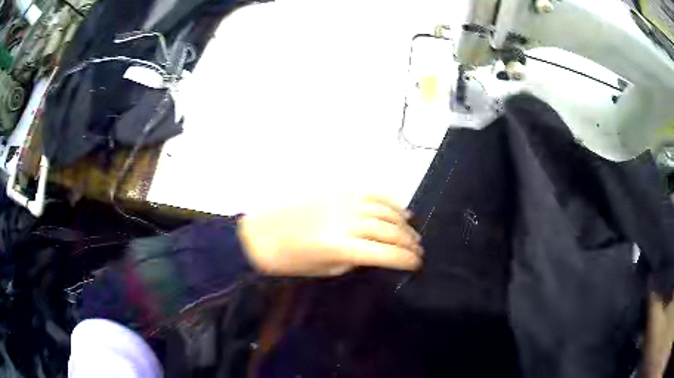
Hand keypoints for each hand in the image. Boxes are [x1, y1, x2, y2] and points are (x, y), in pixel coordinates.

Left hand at [237, 193, 422, 276]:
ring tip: (413, 231)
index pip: (386, 253)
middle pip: (389, 230)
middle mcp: (345, 221)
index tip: (417, 263)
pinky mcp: (336, 188)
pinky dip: (389, 201)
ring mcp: (341, 200)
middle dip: (409, 241)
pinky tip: (399, 210)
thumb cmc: (290, 260)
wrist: (260, 234)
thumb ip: (357, 260)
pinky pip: (371, 192)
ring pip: (384, 210)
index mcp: (340, 247)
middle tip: (418, 248)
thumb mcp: (326, 269)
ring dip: (403, 222)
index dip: (406, 259)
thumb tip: (378, 253)